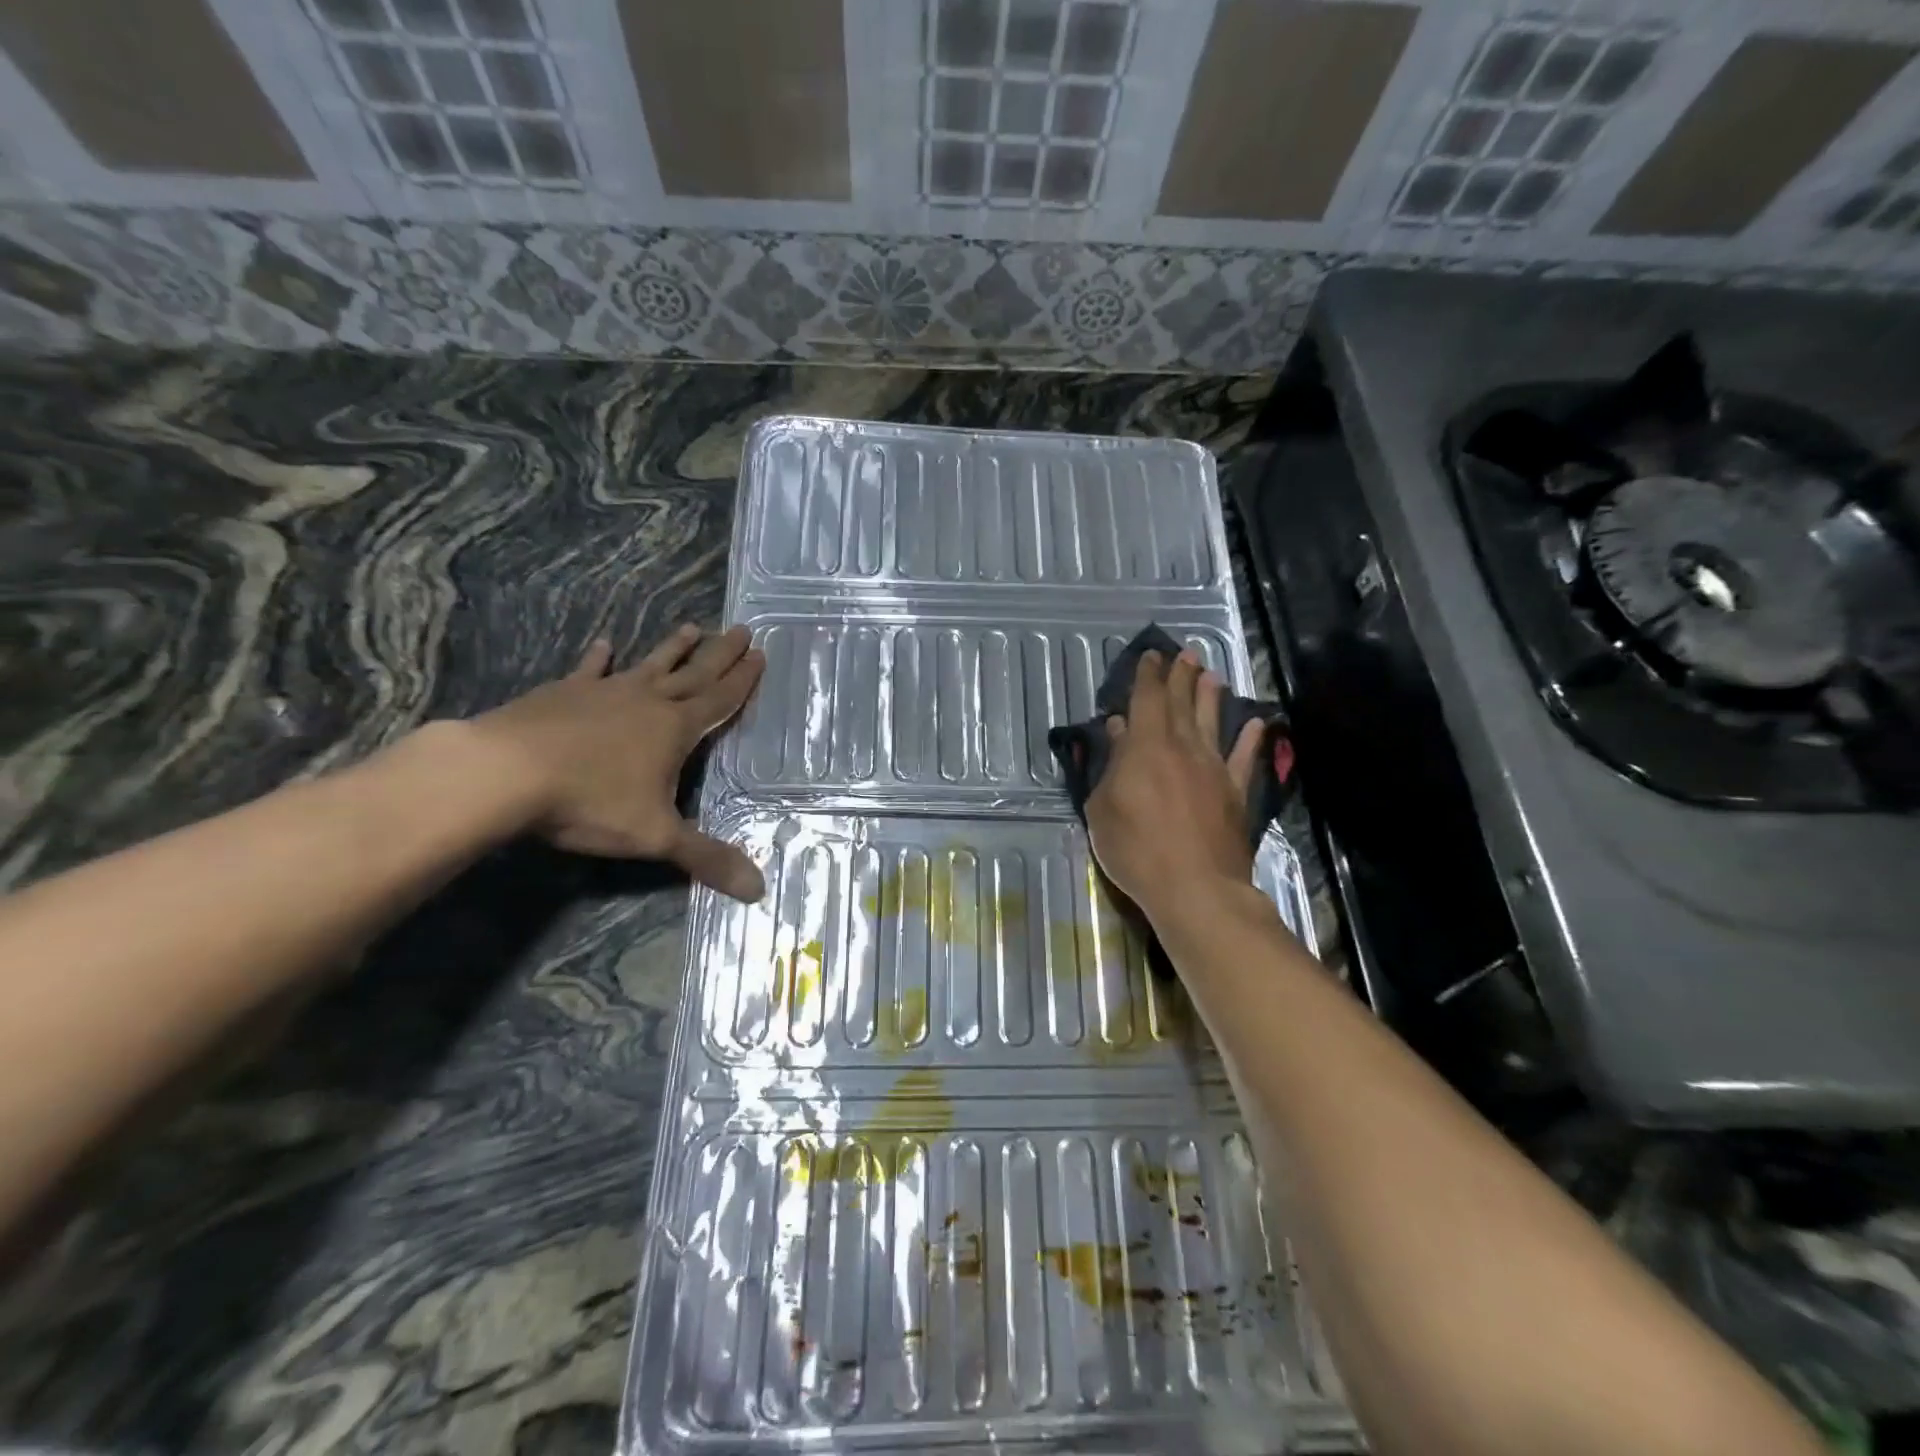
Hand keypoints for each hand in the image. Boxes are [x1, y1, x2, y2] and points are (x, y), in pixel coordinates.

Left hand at [470, 623, 765, 899]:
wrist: (505, 772)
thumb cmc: (590, 801)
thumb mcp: (656, 836)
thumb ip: (706, 858)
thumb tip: (759, 890)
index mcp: (674, 729)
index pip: (719, 700)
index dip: (743, 680)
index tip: (759, 654)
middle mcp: (646, 702)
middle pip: (693, 673)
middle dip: (720, 654)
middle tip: (741, 629)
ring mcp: (603, 692)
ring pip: (649, 665)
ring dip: (673, 649)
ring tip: (691, 628)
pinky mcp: (563, 693)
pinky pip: (589, 671)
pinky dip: (598, 658)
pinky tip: (604, 644)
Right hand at [1084, 649, 1263, 930]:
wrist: (1195, 886)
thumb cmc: (1135, 847)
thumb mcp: (1102, 808)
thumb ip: (1112, 766)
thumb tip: (1119, 731)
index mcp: (1146, 746)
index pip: (1147, 698)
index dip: (1148, 675)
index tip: (1152, 655)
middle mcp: (1183, 746)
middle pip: (1181, 702)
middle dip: (1181, 675)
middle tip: (1186, 653)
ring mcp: (1214, 768)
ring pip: (1212, 722)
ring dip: (1211, 696)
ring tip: (1212, 675)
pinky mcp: (1236, 792)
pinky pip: (1244, 758)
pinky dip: (1250, 739)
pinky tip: (1257, 723)